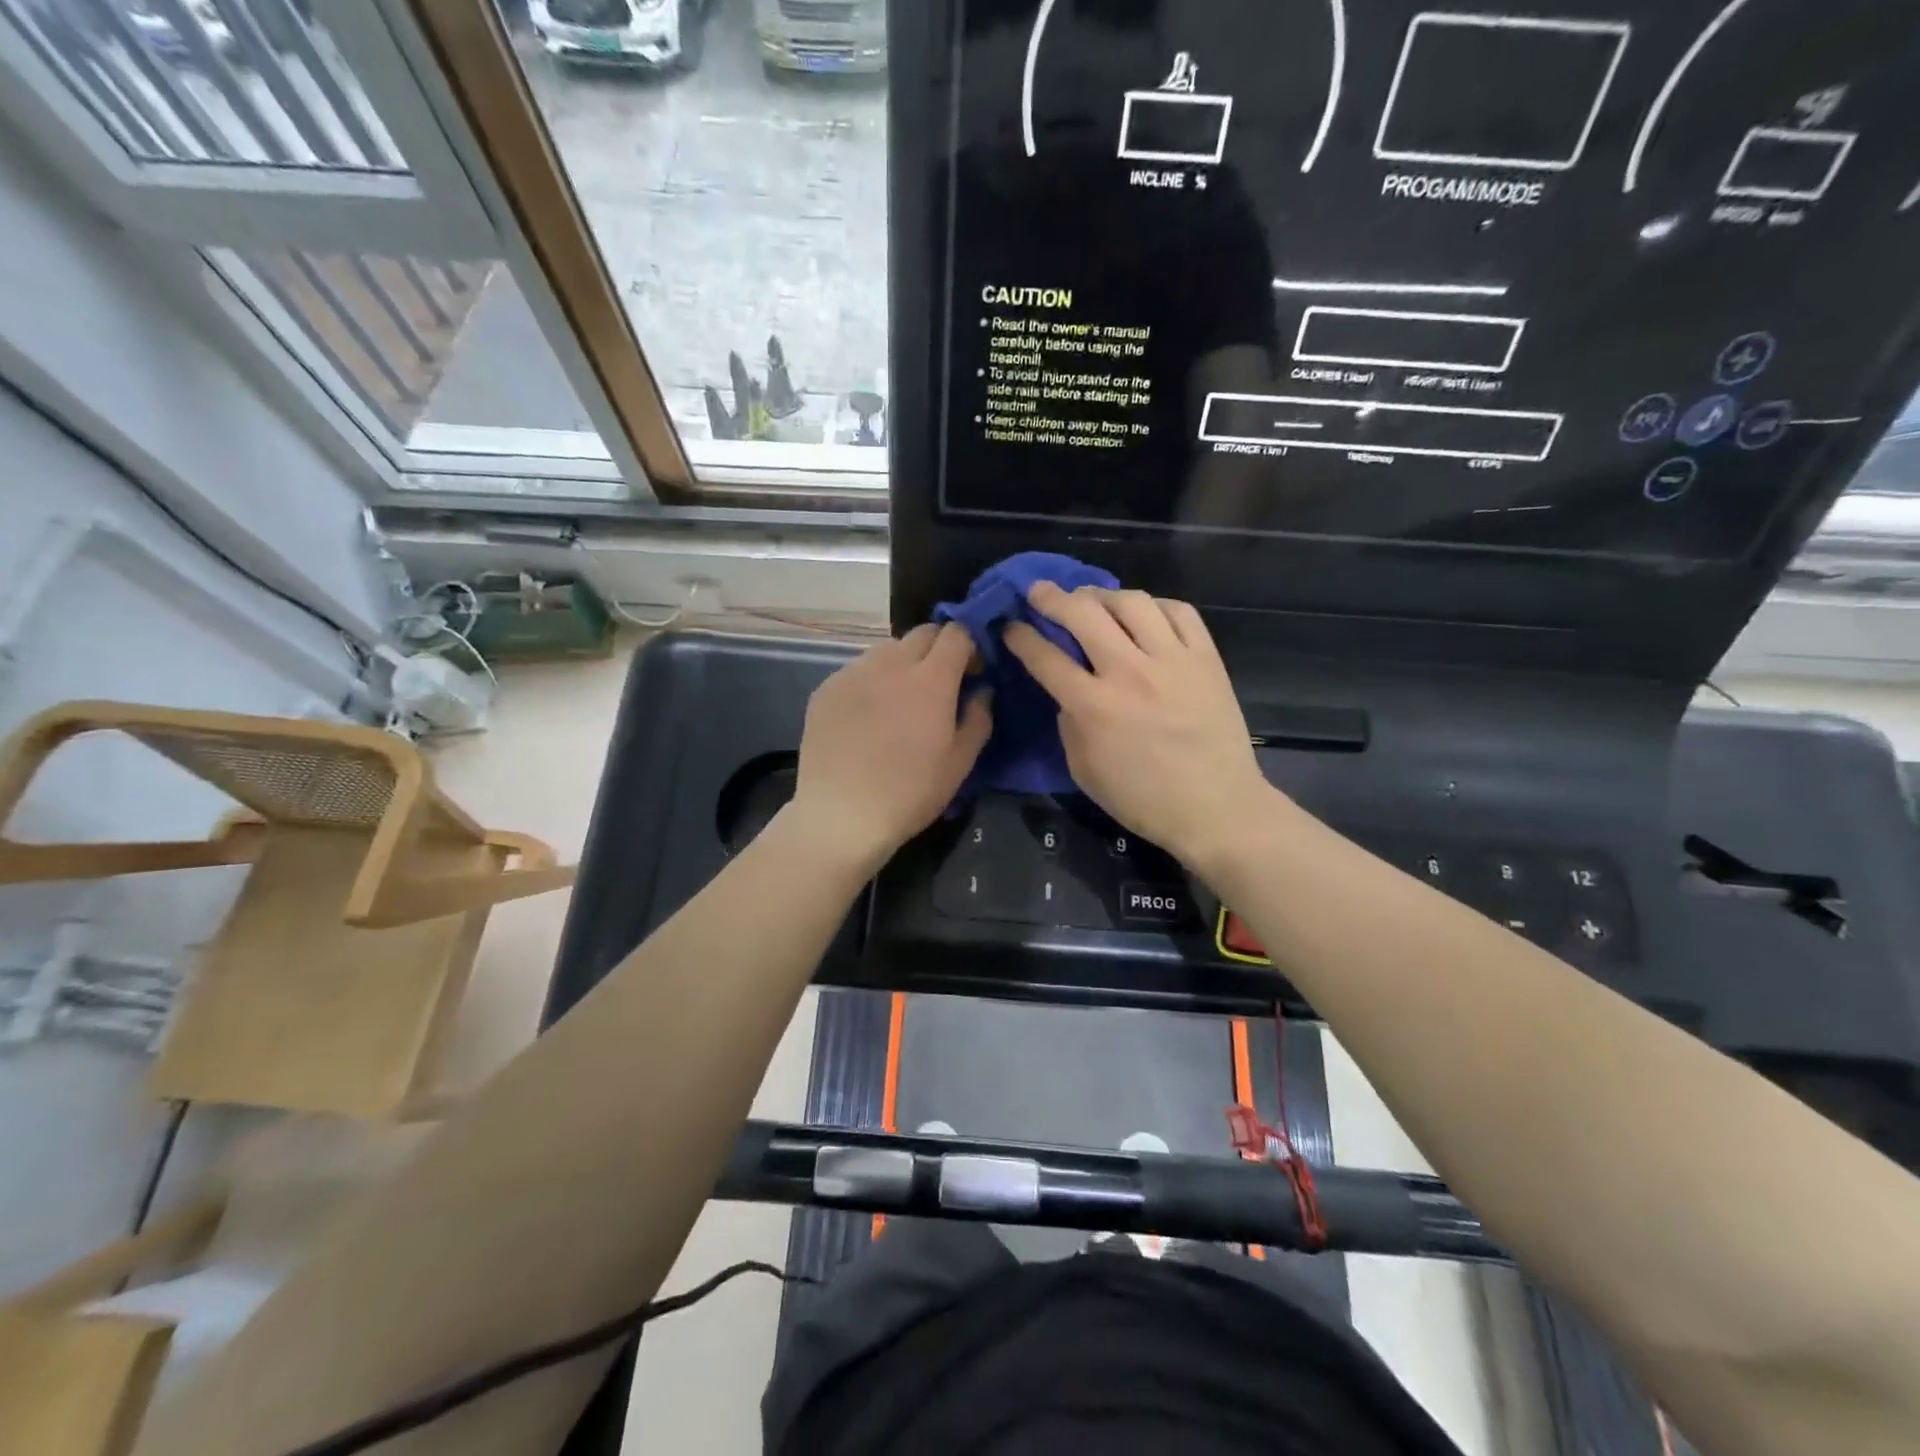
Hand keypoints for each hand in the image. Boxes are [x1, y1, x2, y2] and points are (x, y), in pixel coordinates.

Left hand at [787, 622, 991, 873]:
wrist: (841, 814)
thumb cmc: (910, 792)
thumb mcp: (960, 763)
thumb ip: (978, 718)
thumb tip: (982, 691)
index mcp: (931, 679)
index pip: (956, 633)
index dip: (969, 646)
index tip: (972, 672)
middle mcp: (891, 664)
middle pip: (922, 634)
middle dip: (938, 649)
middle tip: (940, 684)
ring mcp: (854, 673)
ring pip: (887, 649)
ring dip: (903, 663)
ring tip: (900, 698)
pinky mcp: (826, 688)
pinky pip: (857, 670)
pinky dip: (871, 681)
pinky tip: (868, 716)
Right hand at [1003, 584, 1277, 874]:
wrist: (1216, 808)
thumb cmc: (1143, 799)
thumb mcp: (1084, 770)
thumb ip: (1069, 723)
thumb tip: (1067, 689)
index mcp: (1093, 707)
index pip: (1045, 657)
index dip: (1021, 636)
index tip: (1011, 625)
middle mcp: (1129, 672)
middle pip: (1083, 614)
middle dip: (1052, 597)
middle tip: (1039, 592)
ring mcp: (1172, 660)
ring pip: (1132, 602)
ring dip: (1103, 595)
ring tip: (1092, 601)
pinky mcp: (1206, 658)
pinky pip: (1179, 611)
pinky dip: (1155, 605)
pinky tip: (1144, 613)